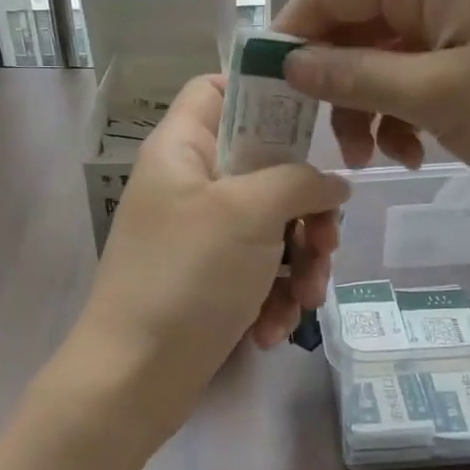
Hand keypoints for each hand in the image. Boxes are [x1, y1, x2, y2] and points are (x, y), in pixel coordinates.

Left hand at [67, 74, 347, 443]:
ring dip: (301, 263)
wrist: (134, 381)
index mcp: (182, 148)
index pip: (218, 88)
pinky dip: (275, 295)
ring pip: (272, 225)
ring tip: (306, 299)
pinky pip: (259, 270)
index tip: (312, 124)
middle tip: (325, 241)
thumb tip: (335, 184)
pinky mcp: (211, 280)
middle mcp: (190, 184)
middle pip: (265, 166)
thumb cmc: (186, 277)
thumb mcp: (250, 213)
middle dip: (306, 209)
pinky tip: (273, 329)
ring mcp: (200, 235)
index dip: (264, 94)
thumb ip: (301, 181)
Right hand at [274, 0, 469, 211]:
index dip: (290, 42)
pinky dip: (408, 110)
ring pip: (385, 57)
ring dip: (371, 108)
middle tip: (331, 149)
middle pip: (354, 29)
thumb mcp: (437, 96)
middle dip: (336, 89)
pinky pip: (421, 71)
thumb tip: (290, 63)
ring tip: (382, 160)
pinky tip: (417, 152)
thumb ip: (355, 79)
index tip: (268, 98)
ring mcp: (463, 13)